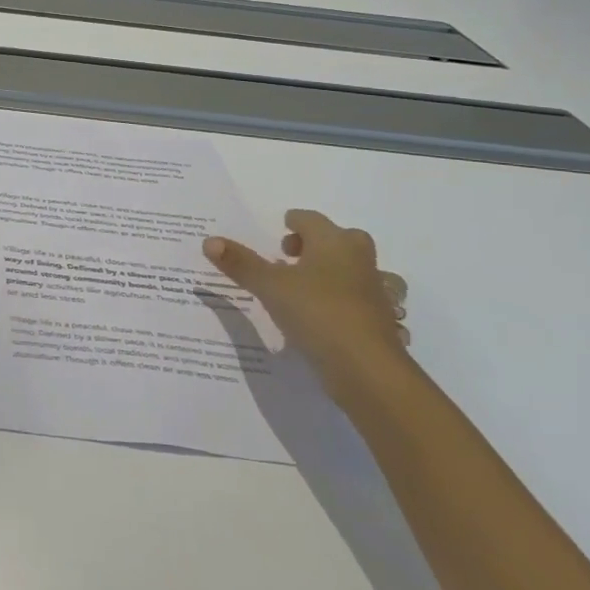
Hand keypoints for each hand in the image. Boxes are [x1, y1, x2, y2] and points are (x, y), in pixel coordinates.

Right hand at [204, 209, 409, 394]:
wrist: (368, 369)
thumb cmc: (317, 312)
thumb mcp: (269, 286)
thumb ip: (241, 263)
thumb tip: (209, 240)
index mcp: (334, 242)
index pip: (310, 219)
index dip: (292, 223)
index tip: (277, 234)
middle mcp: (359, 260)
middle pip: (340, 239)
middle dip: (316, 244)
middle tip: (289, 258)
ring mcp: (375, 291)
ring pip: (355, 269)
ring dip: (334, 272)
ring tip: (305, 287)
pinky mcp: (380, 321)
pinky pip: (360, 299)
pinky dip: (344, 301)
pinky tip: (323, 316)